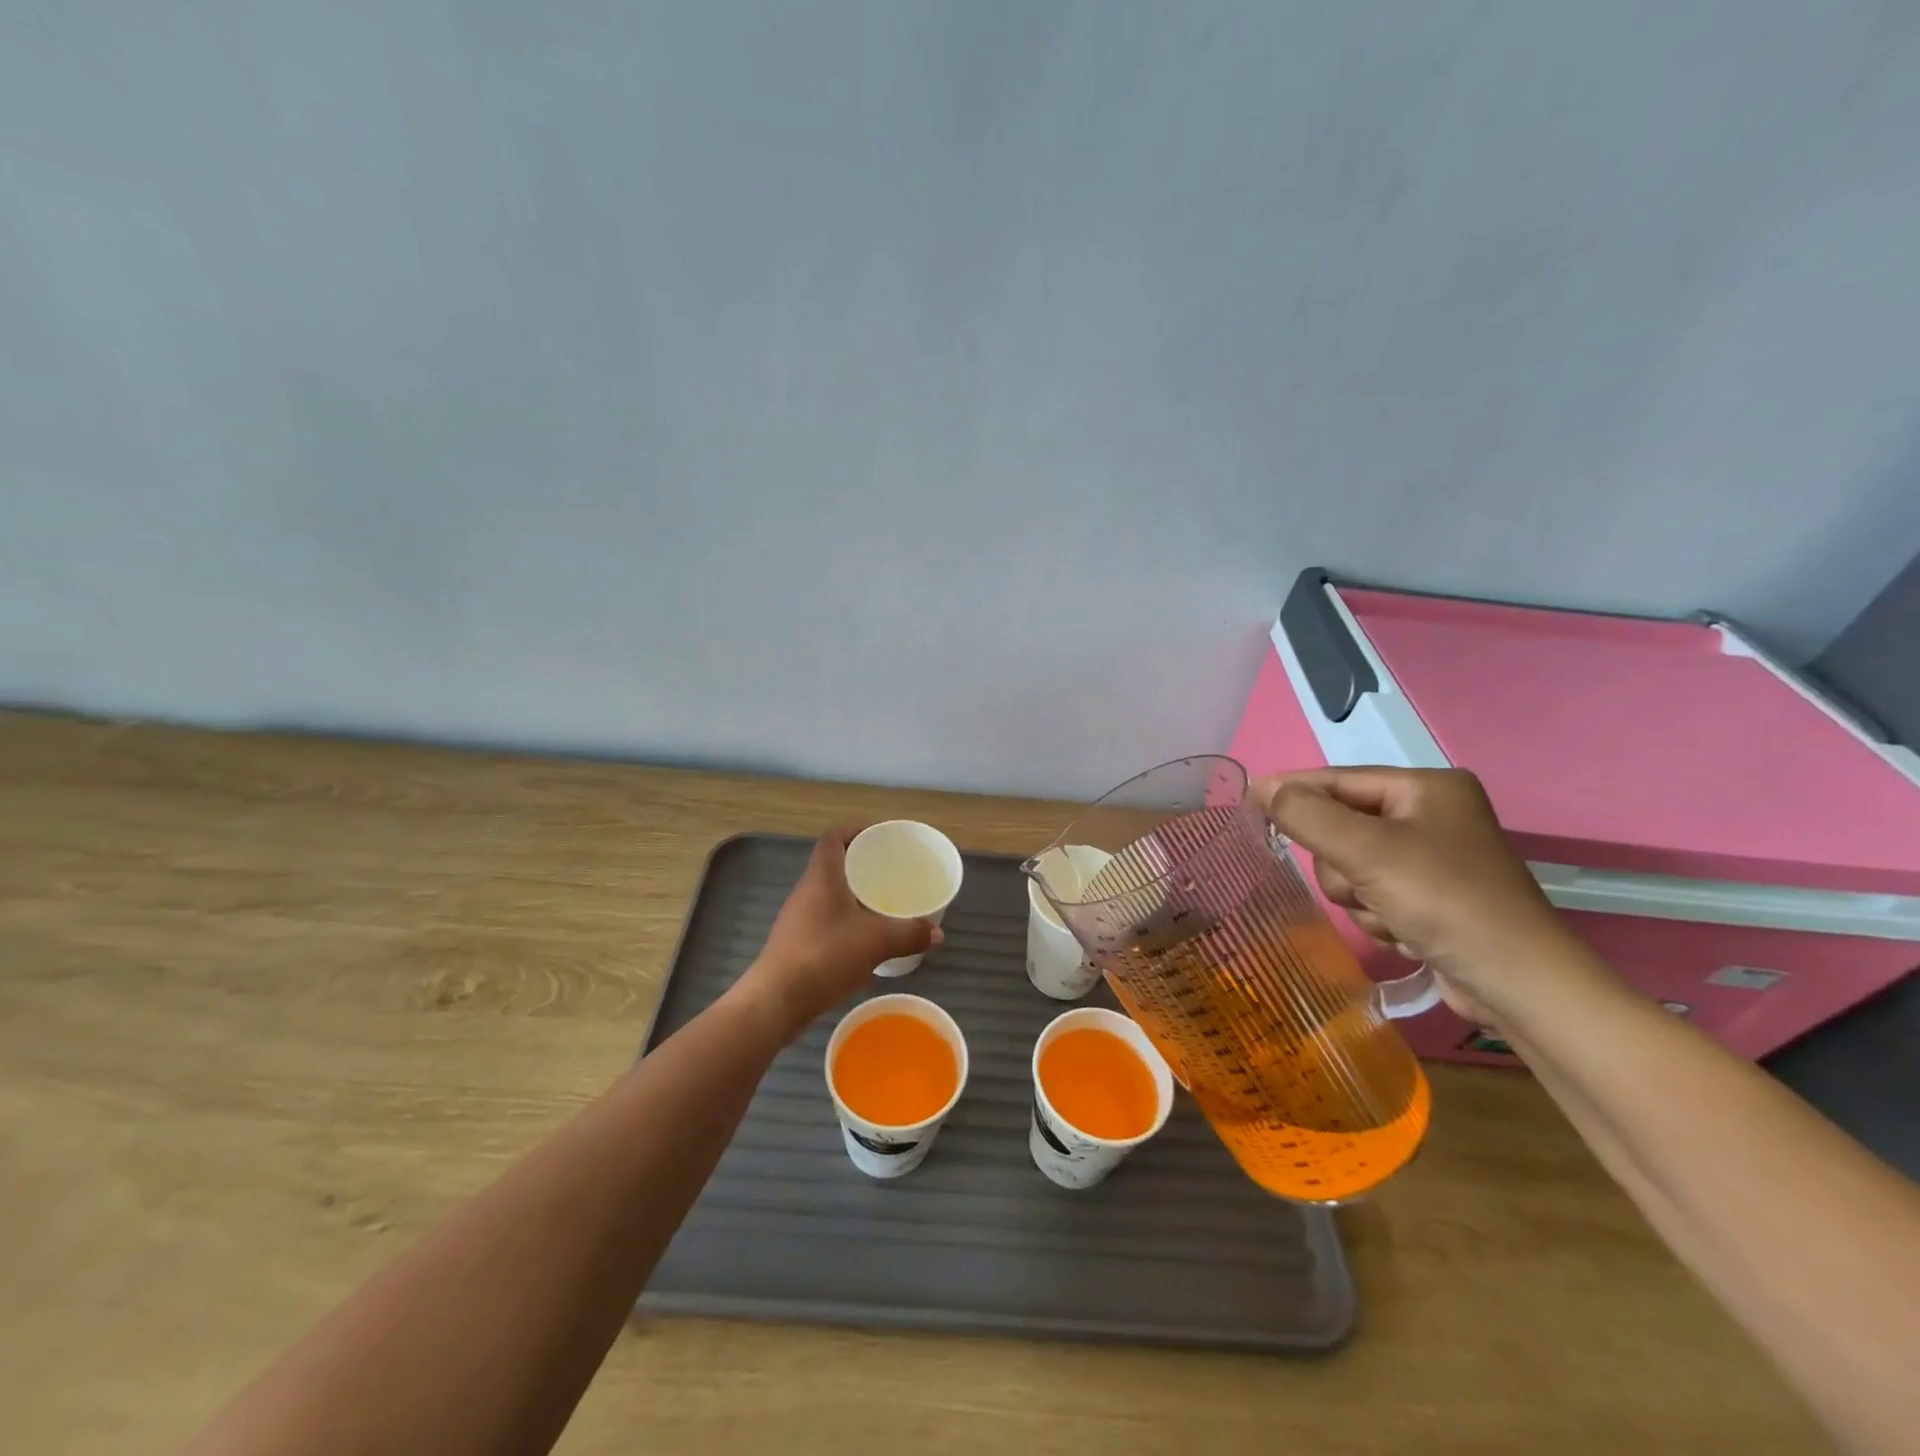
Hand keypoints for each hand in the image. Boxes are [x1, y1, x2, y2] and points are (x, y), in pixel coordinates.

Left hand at [735, 824, 942, 1039]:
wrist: (776, 1001)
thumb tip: (937, 933)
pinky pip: (826, 920)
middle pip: (833, 865)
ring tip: (883, 904)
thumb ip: (909, 933)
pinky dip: (846, 921)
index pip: (833, 839)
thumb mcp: (876, 942)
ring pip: (829, 895)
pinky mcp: (796, 944)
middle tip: (890, 870)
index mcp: (822, 877)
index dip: (855, 830)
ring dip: (854, 895)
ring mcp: (798, 919)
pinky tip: (865, 940)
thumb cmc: (825, 956)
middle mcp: (806, 891)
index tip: (879, 835)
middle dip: (861, 864)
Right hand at [1253, 767, 1590, 1027]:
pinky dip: (1379, 915)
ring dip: (1359, 896)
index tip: (1246, 802)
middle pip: (1342, 827)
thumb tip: (1262, 788)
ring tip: (1391, 916)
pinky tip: (1405, 933)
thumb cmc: (1444, 900)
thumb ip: (1307, 814)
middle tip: (1360, 884)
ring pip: (1351, 866)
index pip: (1339, 779)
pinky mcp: (1432, 898)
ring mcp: (1432, 858)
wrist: (1517, 984)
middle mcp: (1431, 815)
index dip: (1292, 790)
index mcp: (1426, 787)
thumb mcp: (1366, 850)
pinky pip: (1373, 893)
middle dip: (1342, 864)